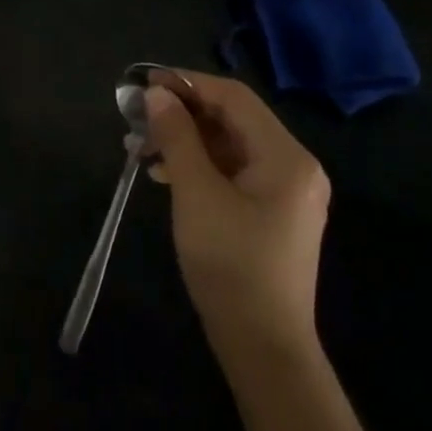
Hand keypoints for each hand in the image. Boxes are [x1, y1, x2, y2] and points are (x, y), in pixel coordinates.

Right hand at [145, 72, 329, 357]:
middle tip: (137, 117)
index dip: (188, 84)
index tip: (145, 82)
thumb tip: (158, 94)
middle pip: (233, 119)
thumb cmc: (231, 264)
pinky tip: (164, 174)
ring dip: (185, 140)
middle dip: (182, 113)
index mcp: (286, 157)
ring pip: (229, 146)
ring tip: (140, 147)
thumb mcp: (196, 194)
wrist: (263, 348)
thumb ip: (177, 137)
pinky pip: (233, 171)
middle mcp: (294, 167)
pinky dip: (198, 165)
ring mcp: (285, 192)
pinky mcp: (272, 214)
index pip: (234, 97)